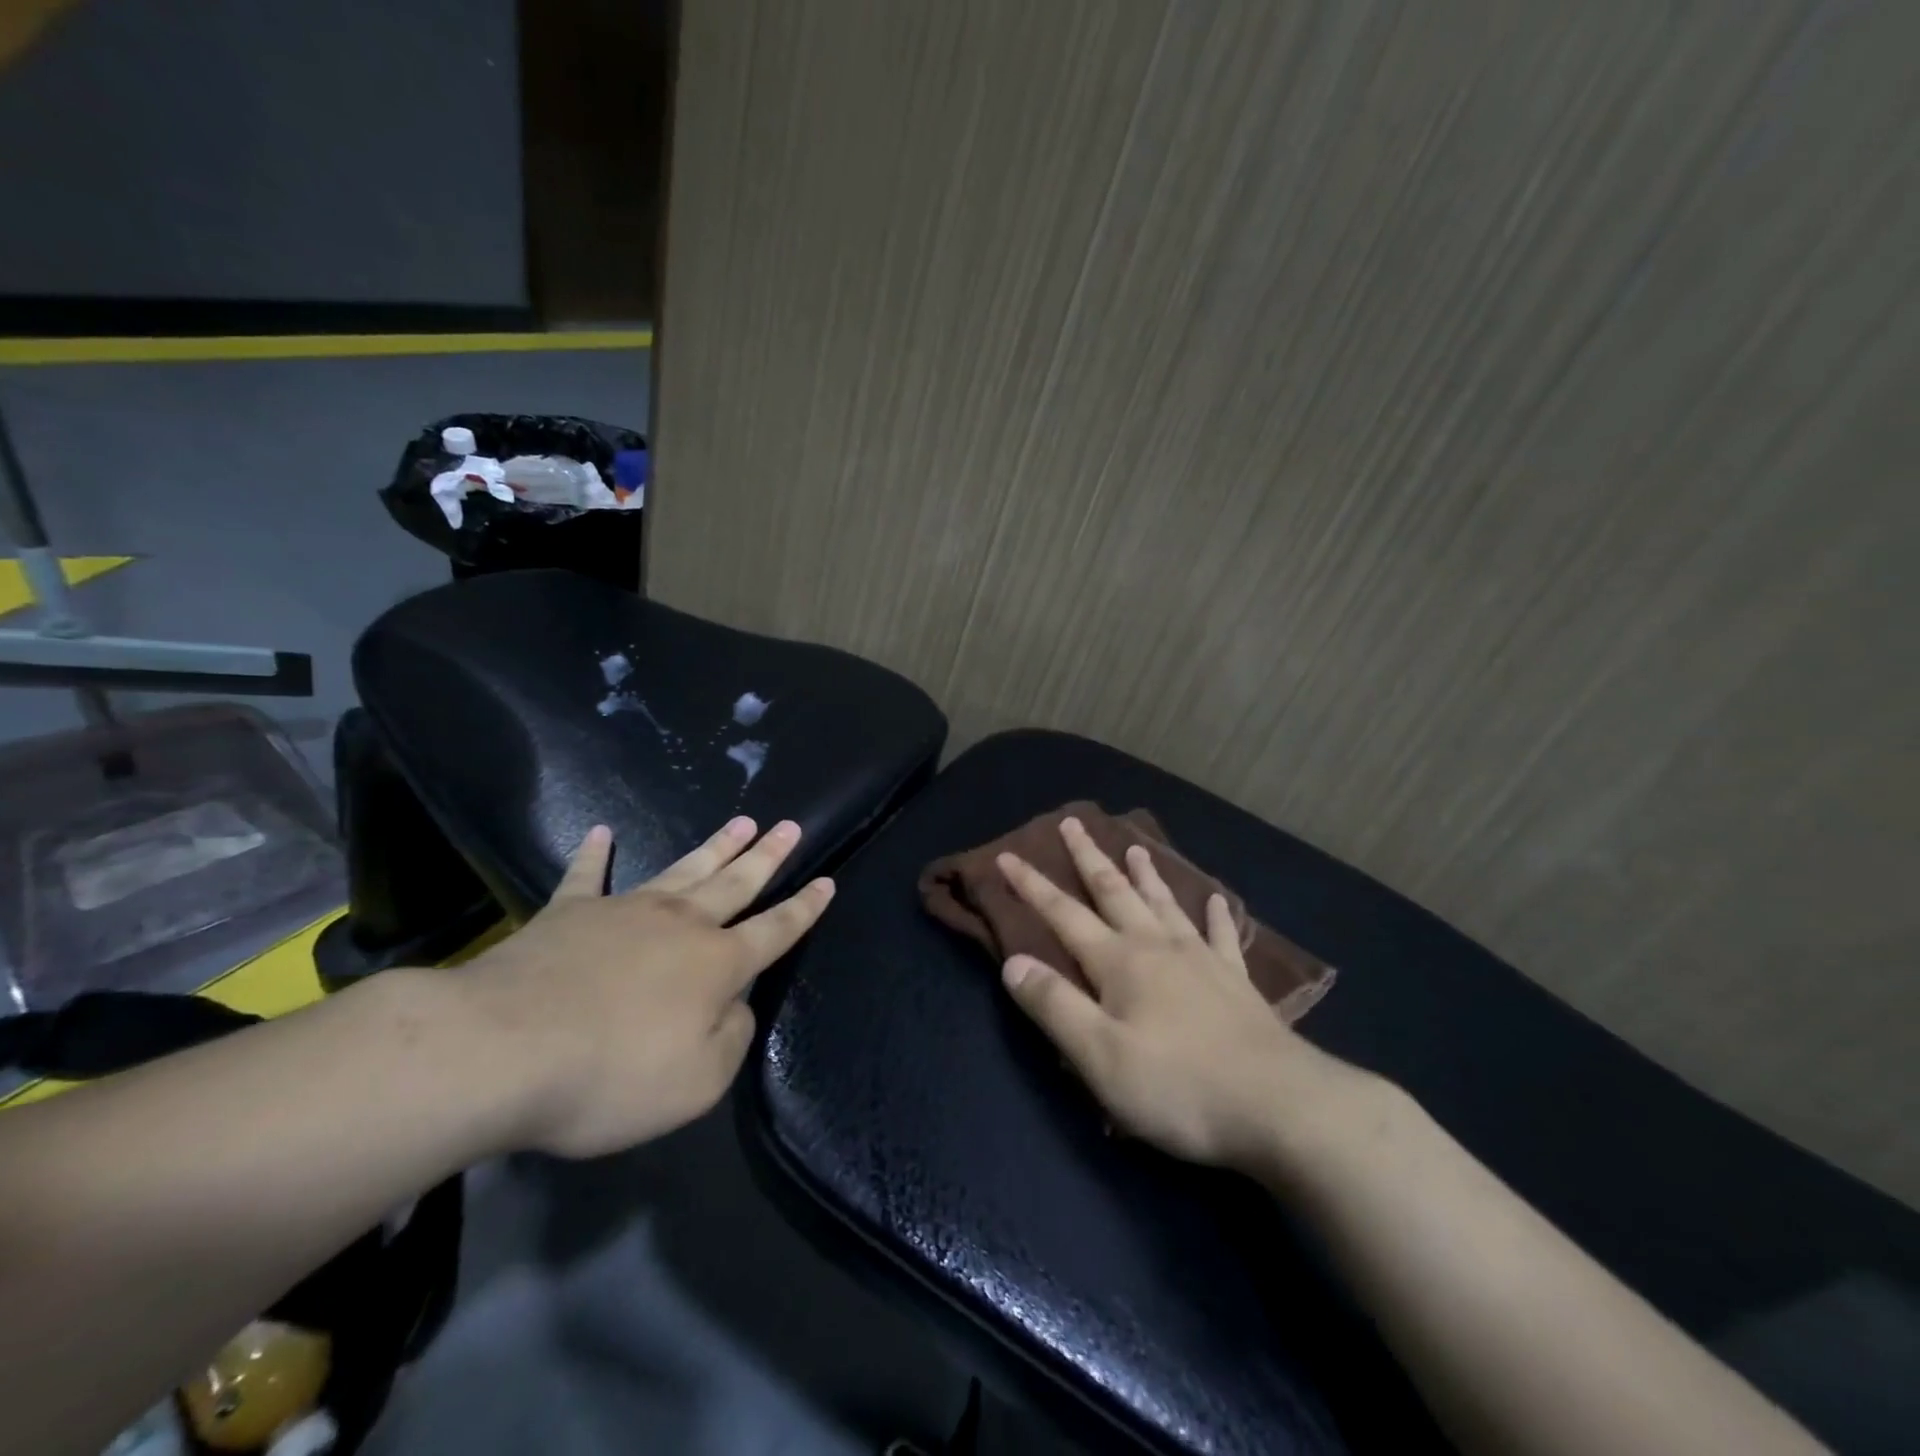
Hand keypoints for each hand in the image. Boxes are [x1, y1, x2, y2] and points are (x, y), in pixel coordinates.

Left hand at [462, 817, 833, 1157]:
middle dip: (767, 856)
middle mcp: (681, 925)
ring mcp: (625, 911)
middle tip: (789, 826)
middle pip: (736, 883)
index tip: (827, 881)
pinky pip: (588, 876)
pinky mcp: (569, 914)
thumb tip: (735, 1005)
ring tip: (741, 821)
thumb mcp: (696, 1082)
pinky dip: (596, 854)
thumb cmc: (610, 1074)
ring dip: (716, 846)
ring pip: (684, 869)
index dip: (804, 908)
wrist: (501, 1050)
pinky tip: (601, 832)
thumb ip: (731, 1038)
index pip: (776, 929)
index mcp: (717, 964)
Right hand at [997, 817, 1367, 1168]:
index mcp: (1119, 963)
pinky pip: (1222, 938)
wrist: (1279, 1106)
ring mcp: (1202, 961)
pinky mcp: (1236, 984)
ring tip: (1136, 846)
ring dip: (1146, 875)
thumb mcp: (1099, 1056)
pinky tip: (1216, 899)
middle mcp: (1157, 948)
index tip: (1008, 855)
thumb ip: (1054, 1006)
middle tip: (1074, 823)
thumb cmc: (1178, 1086)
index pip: (1063, 914)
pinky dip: (1215, 915)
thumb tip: (1012, 962)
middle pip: (1115, 892)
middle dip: (1089, 858)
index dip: (1032, 886)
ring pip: (1165, 905)